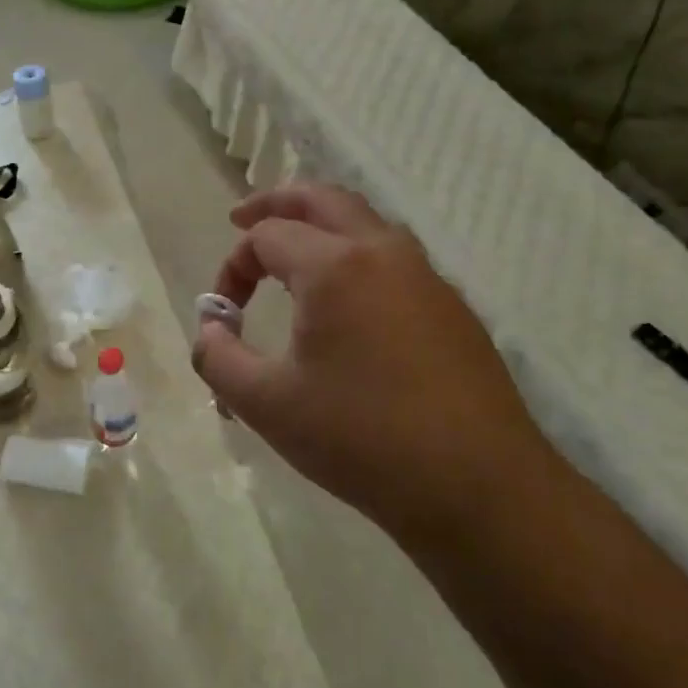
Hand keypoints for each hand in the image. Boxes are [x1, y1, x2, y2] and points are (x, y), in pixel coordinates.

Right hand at [192, 184, 547, 540]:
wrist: (478, 488)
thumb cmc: (361, 439)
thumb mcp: (267, 404)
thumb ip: (218, 359)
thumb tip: (209, 332)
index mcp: (335, 266)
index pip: (266, 237)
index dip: (232, 268)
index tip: (222, 316)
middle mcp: (383, 253)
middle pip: (323, 199)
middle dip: (276, 203)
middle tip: (242, 219)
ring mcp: (426, 276)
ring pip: (365, 223)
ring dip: (320, 225)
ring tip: (292, 254)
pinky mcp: (451, 307)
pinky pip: (392, 258)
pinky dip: (355, 255)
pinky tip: (346, 303)